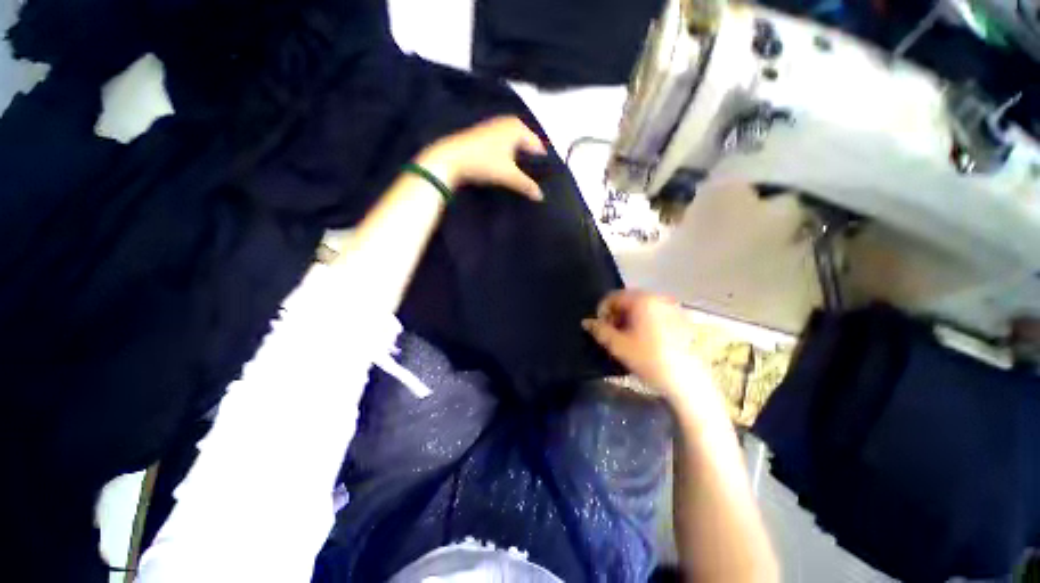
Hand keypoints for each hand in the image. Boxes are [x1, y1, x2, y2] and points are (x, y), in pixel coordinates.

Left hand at [415, 116, 546, 199]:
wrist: (451, 158)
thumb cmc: (484, 162)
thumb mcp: (508, 176)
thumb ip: (527, 185)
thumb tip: (541, 197)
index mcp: (518, 127)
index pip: (538, 146)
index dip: (541, 164)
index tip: (544, 179)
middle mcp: (509, 122)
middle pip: (527, 145)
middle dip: (530, 161)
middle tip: (534, 179)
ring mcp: (496, 126)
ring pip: (515, 145)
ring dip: (519, 159)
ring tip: (522, 176)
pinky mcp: (485, 134)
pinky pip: (505, 145)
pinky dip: (508, 155)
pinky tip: (506, 168)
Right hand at [582, 290, 709, 405]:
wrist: (685, 380)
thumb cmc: (648, 359)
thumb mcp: (617, 345)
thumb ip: (599, 330)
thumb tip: (586, 322)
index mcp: (642, 299)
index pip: (613, 297)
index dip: (602, 311)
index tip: (600, 328)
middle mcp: (658, 297)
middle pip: (628, 300)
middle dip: (616, 315)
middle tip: (613, 334)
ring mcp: (672, 307)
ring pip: (642, 307)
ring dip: (629, 319)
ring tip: (627, 338)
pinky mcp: (681, 319)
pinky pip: (655, 313)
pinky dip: (645, 321)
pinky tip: (645, 340)